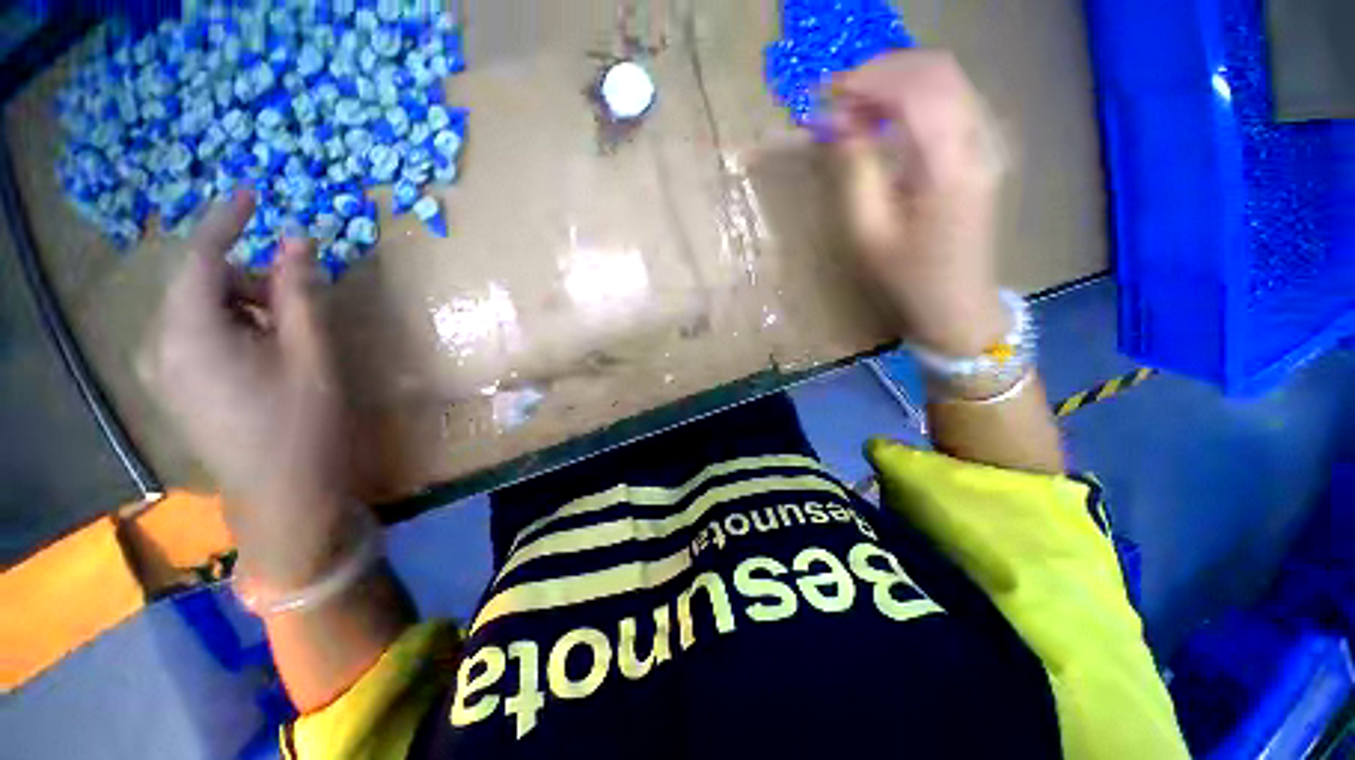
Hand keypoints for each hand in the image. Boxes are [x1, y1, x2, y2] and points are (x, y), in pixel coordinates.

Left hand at [151, 192, 360, 588]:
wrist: (285, 495)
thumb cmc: (305, 423)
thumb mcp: (312, 353)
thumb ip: (300, 293)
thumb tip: (296, 241)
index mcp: (190, 334)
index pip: (198, 258)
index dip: (226, 222)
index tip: (252, 195)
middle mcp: (162, 346)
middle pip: (199, 284)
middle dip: (248, 280)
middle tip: (297, 304)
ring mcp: (163, 371)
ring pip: (198, 310)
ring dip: (244, 307)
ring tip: (288, 337)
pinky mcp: (175, 388)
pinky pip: (195, 336)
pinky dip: (232, 328)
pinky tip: (265, 355)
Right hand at [829, 50, 1009, 355]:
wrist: (956, 300)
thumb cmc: (907, 275)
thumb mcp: (869, 230)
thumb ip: (857, 169)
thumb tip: (841, 123)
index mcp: (949, 166)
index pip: (915, 89)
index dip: (869, 80)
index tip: (828, 93)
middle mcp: (978, 140)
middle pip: (936, 71)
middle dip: (882, 72)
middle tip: (840, 99)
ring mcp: (987, 142)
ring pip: (946, 79)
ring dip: (898, 81)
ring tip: (857, 108)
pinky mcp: (984, 149)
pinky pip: (951, 100)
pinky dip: (914, 96)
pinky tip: (887, 119)